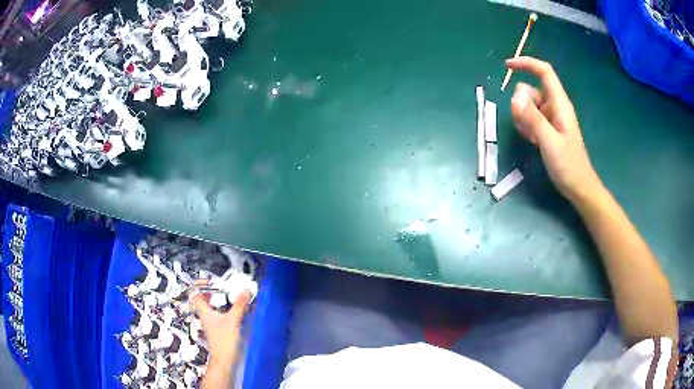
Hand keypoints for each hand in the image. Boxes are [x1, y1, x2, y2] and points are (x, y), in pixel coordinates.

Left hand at [192, 281, 251, 362]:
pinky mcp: (220, 329)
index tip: (213, 281)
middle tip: (226, 287)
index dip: (201, 285)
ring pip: (213, 307)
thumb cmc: (224, 340)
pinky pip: (220, 313)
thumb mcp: (233, 320)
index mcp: (204, 311)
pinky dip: (226, 308)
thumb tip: (247, 290)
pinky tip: (237, 309)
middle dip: (214, 291)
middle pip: (205, 299)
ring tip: (233, 295)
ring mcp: (212, 323)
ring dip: (221, 300)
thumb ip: (239, 305)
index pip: (196, 294)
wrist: (225, 360)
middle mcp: (206, 315)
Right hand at [506, 56, 602, 203]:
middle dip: (521, 103)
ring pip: (528, 105)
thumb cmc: (568, 166)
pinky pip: (530, 118)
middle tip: (525, 126)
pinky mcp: (547, 128)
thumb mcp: (549, 142)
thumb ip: (533, 118)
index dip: (527, 64)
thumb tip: (515, 97)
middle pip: (530, 89)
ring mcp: (551, 118)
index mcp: (560, 104)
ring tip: (531, 138)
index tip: (507, 66)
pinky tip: (532, 142)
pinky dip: (526, 126)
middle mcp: (555, 106)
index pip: (544, 72)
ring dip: (522, 117)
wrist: (579, 187)